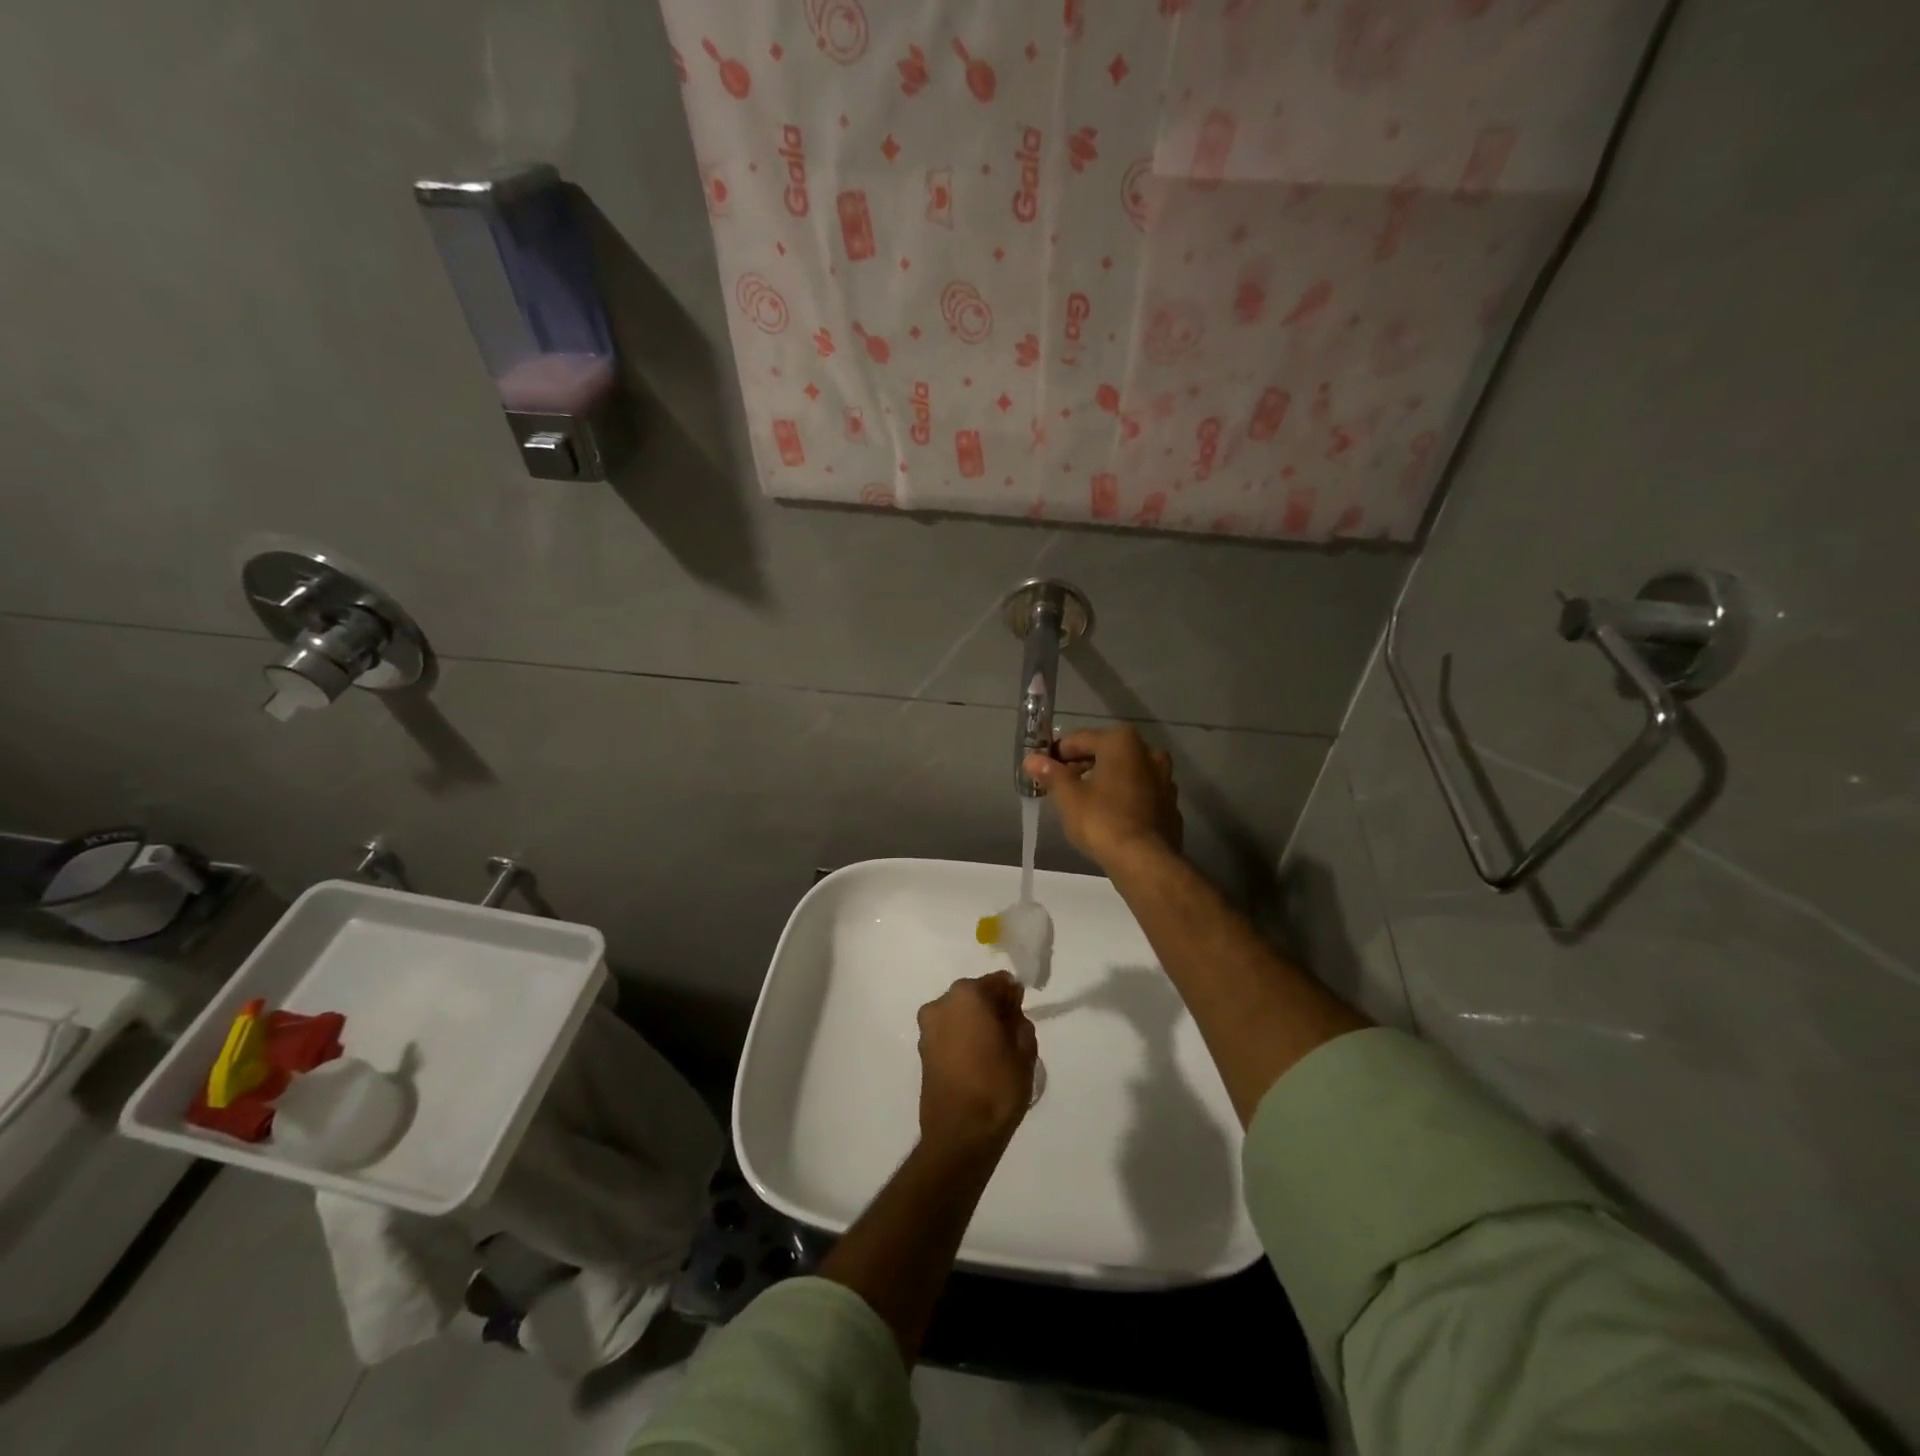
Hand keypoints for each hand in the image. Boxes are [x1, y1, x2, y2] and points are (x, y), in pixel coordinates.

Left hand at [916, 972, 1038, 1154]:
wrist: (960, 1135)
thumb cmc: (997, 1086)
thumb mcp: (1024, 1050)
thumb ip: (1019, 1021)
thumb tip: (1011, 1012)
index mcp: (967, 995)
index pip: (998, 982)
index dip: (1013, 996)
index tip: (1022, 1015)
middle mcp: (941, 1003)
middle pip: (975, 996)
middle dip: (992, 1009)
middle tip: (1011, 1035)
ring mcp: (927, 1028)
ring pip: (960, 1015)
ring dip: (975, 1025)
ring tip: (994, 1053)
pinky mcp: (922, 1051)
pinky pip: (949, 1034)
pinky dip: (962, 1040)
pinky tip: (977, 1063)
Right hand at [1023, 726, 1182, 869]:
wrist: (1145, 862)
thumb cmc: (1102, 821)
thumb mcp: (1068, 797)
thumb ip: (1051, 774)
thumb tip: (1031, 759)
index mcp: (1121, 742)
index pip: (1079, 739)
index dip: (1057, 754)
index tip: (1042, 771)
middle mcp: (1148, 752)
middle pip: (1105, 752)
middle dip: (1082, 766)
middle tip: (1061, 787)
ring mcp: (1164, 778)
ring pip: (1125, 772)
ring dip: (1105, 780)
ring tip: (1084, 802)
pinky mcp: (1170, 803)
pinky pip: (1139, 792)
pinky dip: (1124, 797)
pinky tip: (1110, 816)